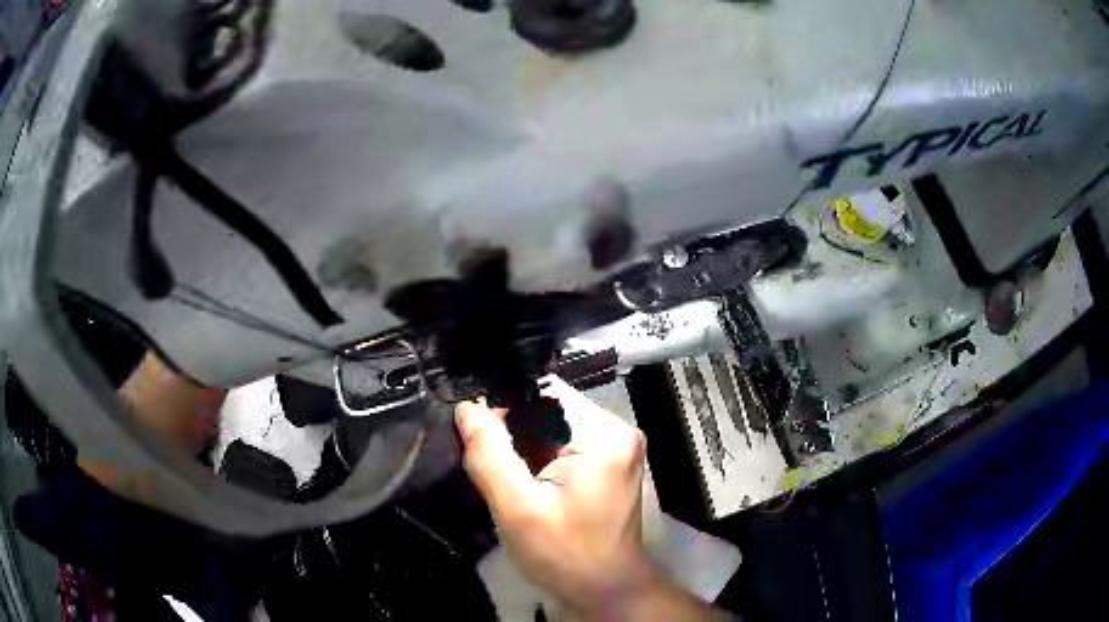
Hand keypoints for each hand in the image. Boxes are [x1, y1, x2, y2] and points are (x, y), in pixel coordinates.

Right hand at [457, 377, 724, 620]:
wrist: (605, 588)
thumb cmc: (565, 554)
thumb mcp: (518, 508)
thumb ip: (490, 455)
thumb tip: (467, 408)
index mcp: (602, 434)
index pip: (543, 394)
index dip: (503, 407)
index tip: (477, 434)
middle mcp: (616, 430)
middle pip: (548, 409)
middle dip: (513, 432)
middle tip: (490, 465)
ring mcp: (616, 447)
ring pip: (553, 427)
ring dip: (525, 447)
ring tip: (508, 478)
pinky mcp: (610, 463)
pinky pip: (564, 444)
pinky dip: (540, 458)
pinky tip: (529, 484)